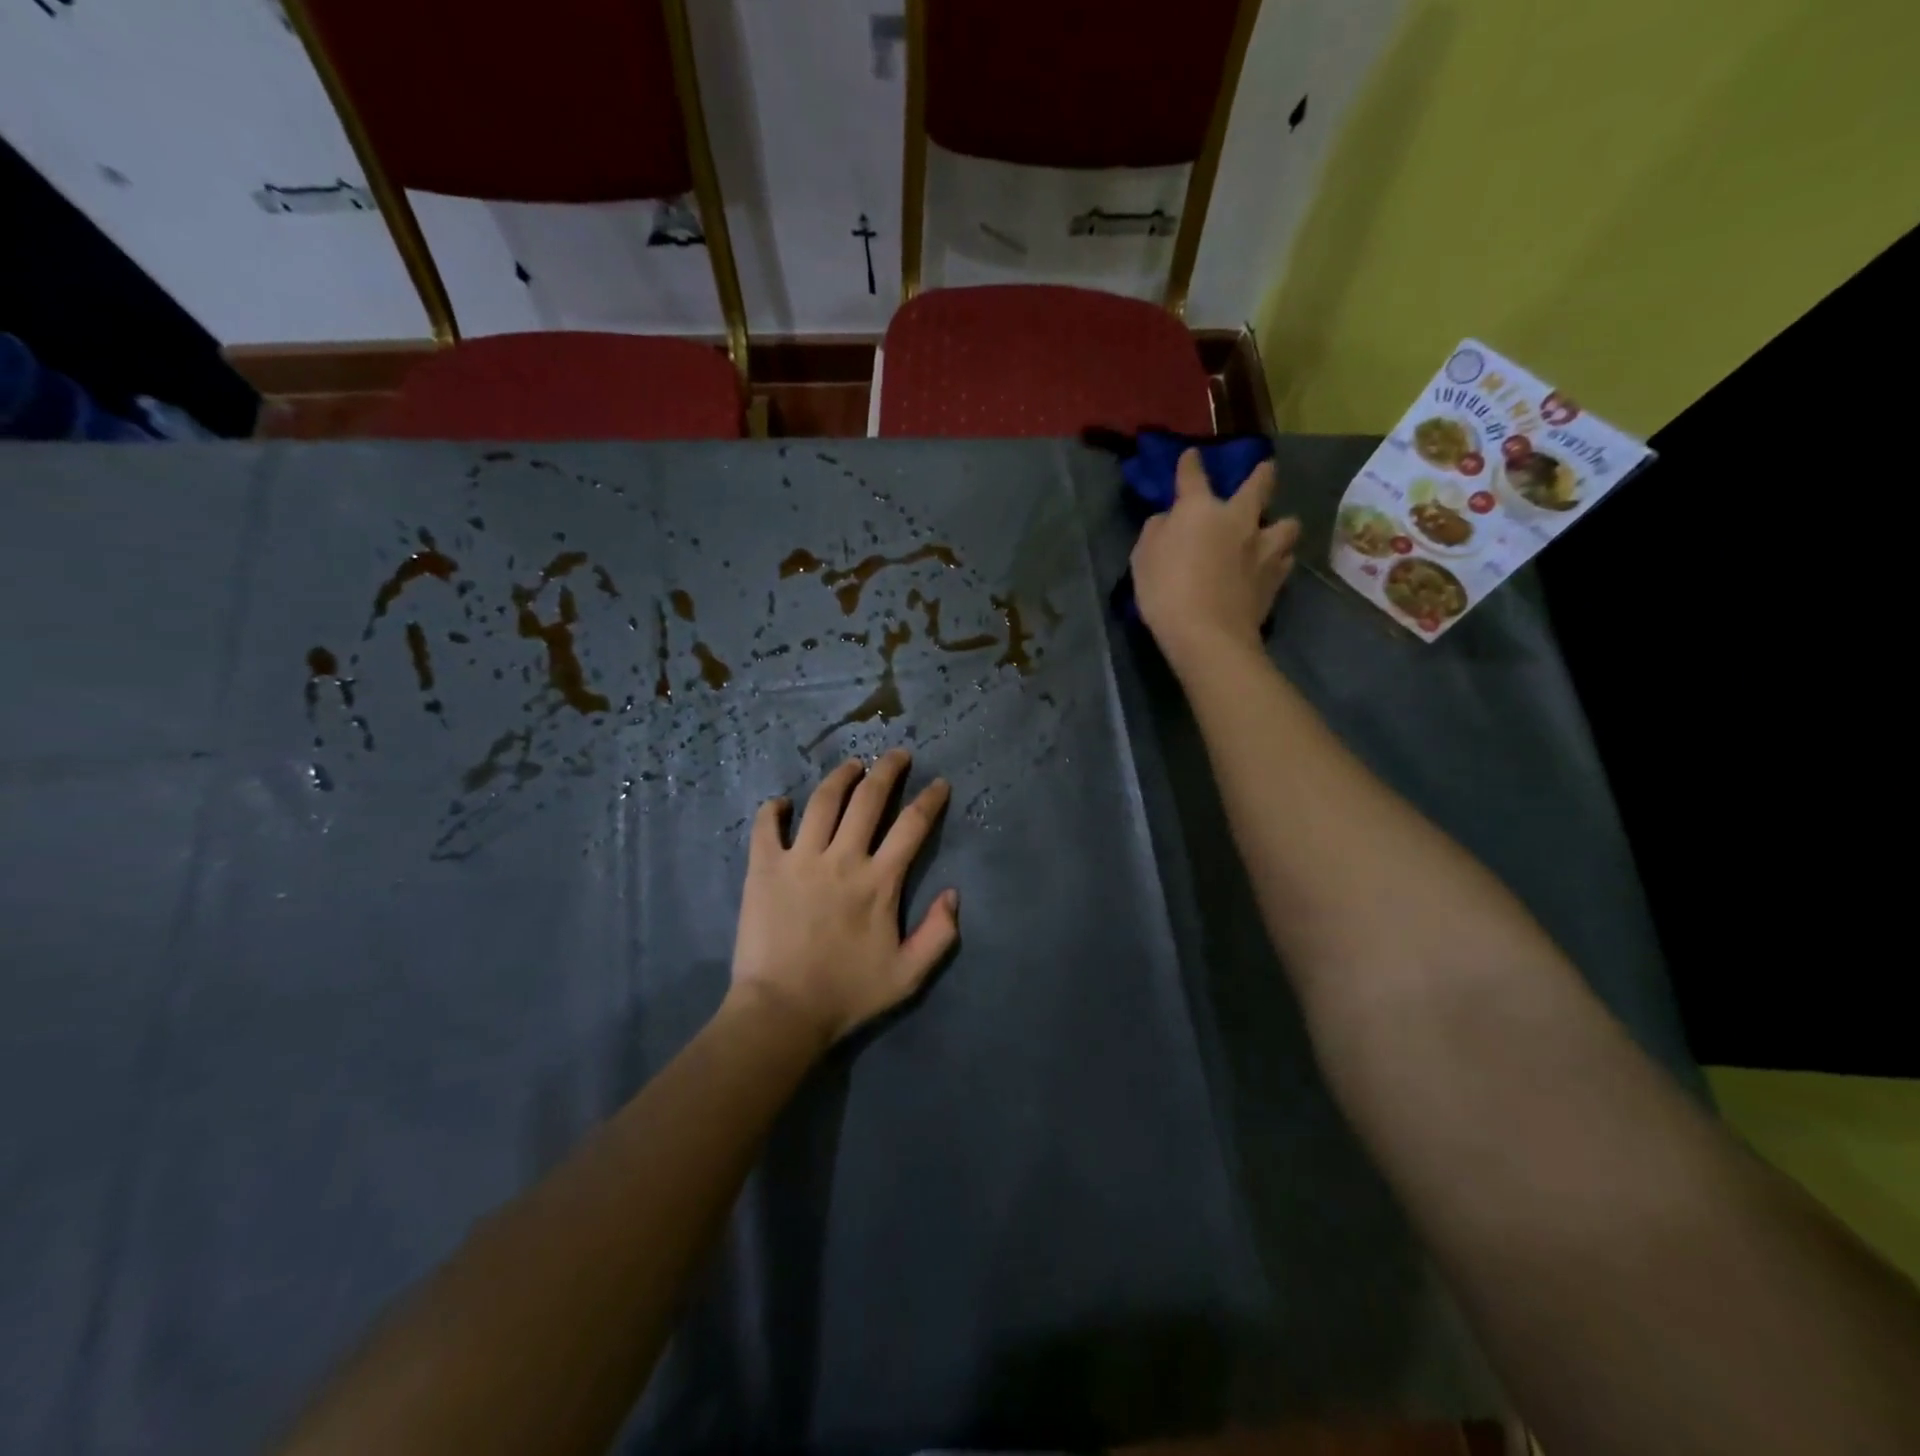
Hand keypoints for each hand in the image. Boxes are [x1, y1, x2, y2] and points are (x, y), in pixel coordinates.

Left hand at [729, 750, 958, 1048]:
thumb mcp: (908, 975)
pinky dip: (773, 809)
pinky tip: (782, 802)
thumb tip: (953, 893)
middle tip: (897, 754)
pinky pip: (766, 826)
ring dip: (842, 776)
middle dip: (888, 769)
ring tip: (853, 765)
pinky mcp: (764, 868)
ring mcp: (800, 859)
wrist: (781, 1012)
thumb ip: (939, 934)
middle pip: (869, 799)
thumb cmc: (847, 994)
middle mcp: (842, 859)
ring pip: (823, 801)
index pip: (912, 826)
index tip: (938, 784)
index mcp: (879, 881)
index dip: (929, 800)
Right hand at [1130, 449, 1299, 660]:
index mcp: (1200, 509)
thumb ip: (1156, 531)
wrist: (1208, 633)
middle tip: (1266, 469)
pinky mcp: (1276, 577)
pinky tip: (1273, 566)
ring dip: (1281, 523)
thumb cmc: (1166, 591)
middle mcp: (1238, 519)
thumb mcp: (1143, 558)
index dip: (1191, 464)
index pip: (1193, 476)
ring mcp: (1262, 547)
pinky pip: (1285, 560)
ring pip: (1286, 524)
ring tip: (1275, 531)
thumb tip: (1169, 520)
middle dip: (1262, 474)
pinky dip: (1279, 560)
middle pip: (1259, 486)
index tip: (1192, 456)